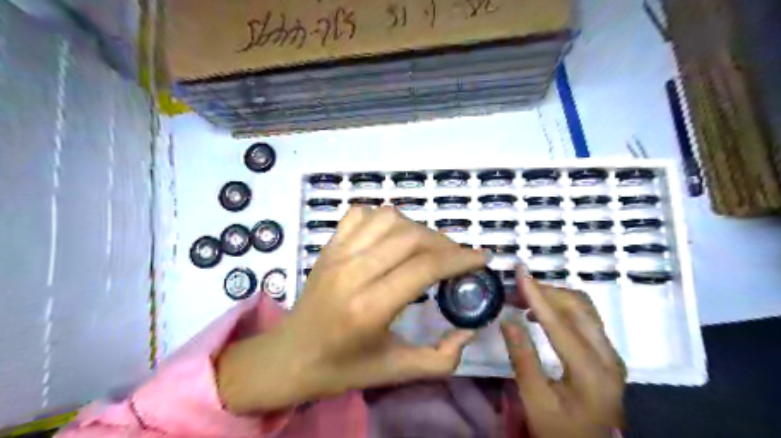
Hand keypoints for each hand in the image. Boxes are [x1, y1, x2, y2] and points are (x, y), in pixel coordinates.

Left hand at [216, 206, 485, 412]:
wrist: (290, 356)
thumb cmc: (343, 367)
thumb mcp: (396, 372)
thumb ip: (440, 358)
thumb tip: (469, 330)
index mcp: (370, 307)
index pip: (425, 267)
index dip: (460, 258)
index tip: (482, 258)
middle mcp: (353, 272)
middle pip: (411, 237)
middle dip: (445, 243)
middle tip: (457, 257)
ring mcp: (337, 254)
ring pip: (389, 218)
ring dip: (417, 228)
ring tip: (427, 247)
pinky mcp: (328, 246)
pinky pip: (361, 214)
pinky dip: (384, 218)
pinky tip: (392, 236)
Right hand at [500, 272, 626, 435]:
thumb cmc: (558, 431)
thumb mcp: (535, 400)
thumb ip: (522, 358)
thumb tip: (508, 319)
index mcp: (592, 374)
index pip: (561, 325)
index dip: (537, 295)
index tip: (520, 272)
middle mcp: (609, 358)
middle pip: (579, 308)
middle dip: (546, 292)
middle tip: (515, 288)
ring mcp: (611, 355)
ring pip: (585, 309)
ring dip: (554, 297)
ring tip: (524, 297)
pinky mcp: (607, 354)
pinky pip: (585, 318)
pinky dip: (561, 307)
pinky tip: (540, 313)